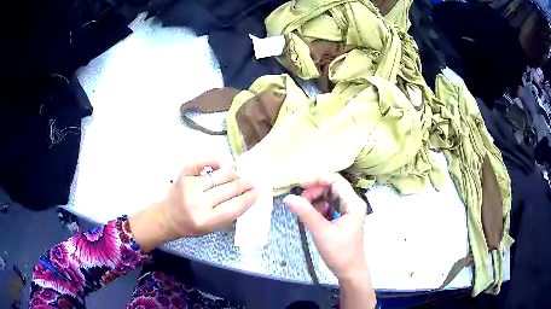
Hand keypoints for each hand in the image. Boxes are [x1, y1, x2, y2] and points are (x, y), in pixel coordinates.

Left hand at [130, 159, 258, 251]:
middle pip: (230, 189)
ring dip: (233, 174)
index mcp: (207, 220)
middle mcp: (198, 203)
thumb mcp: (212, 228)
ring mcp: (190, 186)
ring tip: (238, 175)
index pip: (235, 206)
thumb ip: (229, 215)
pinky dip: (214, 161)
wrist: (168, 217)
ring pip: (220, 175)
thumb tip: (247, 196)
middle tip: (252, 181)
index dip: (249, 197)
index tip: (259, 191)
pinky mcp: (183, 174)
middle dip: (245, 183)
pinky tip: (221, 164)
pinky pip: (202, 162)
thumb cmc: (192, 225)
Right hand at [283, 174, 367, 279]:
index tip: (301, 186)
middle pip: (332, 187)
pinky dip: (319, 209)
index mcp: (353, 203)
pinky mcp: (343, 218)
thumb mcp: (321, 232)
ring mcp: (348, 211)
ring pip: (329, 196)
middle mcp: (352, 203)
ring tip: (305, 211)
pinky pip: (329, 206)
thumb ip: (305, 213)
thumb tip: (288, 198)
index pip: (336, 181)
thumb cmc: (339, 252)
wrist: (349, 271)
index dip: (318, 179)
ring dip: (315, 200)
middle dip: (315, 191)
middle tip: (300, 202)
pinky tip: (312, 217)